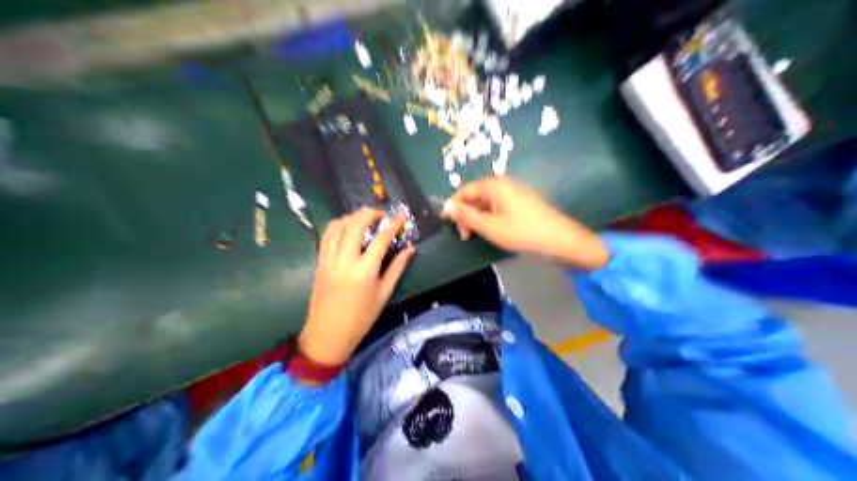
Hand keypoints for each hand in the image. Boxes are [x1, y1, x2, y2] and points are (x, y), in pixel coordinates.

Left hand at [299, 208, 415, 364]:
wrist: (328, 333)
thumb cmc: (361, 317)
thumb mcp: (384, 293)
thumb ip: (397, 268)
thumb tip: (410, 248)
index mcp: (364, 270)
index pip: (381, 239)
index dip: (393, 224)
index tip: (402, 215)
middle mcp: (345, 260)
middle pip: (356, 224)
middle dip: (370, 213)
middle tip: (381, 214)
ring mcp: (328, 259)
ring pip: (337, 225)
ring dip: (352, 217)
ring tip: (363, 218)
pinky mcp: (319, 261)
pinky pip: (327, 236)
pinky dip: (338, 226)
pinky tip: (347, 228)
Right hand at [441, 176, 608, 272]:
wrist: (559, 239)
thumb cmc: (522, 232)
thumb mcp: (489, 227)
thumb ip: (466, 216)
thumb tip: (446, 206)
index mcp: (494, 186)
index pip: (465, 191)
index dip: (453, 205)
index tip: (444, 221)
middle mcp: (503, 185)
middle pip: (476, 196)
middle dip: (466, 215)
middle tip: (463, 236)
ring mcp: (515, 194)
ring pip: (487, 204)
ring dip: (477, 219)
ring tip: (475, 237)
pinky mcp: (522, 205)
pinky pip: (499, 208)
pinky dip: (490, 219)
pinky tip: (491, 233)